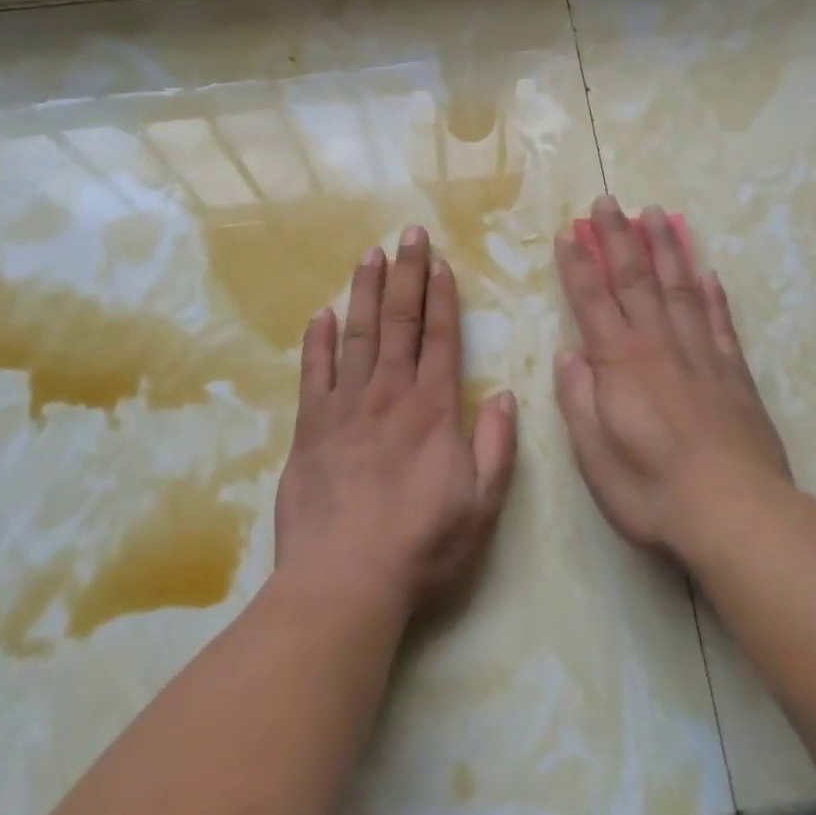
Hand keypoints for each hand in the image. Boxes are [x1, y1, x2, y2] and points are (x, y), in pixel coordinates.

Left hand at [274, 226, 518, 620]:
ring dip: (365, 291)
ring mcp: (345, 406)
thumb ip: (496, 446)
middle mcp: (389, 394)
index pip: (440, 337)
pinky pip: (314, 372)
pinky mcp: (310, 426)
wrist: (344, 581)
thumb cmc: (421, 545)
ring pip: (357, 334)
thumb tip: (505, 396)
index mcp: (432, 408)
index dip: (441, 296)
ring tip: (370, 254)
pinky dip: (318, 341)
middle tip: (408, 233)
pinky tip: (321, 314)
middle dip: (406, 273)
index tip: (440, 261)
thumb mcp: (482, 505)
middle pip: (399, 321)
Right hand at [553, 197, 791, 562]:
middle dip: (617, 236)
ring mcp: (701, 353)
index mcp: (620, 362)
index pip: (592, 300)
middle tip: (608, 200)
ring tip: (656, 213)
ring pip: (679, 286)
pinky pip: (720, 320)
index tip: (567, 233)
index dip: (577, 265)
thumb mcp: (595, 456)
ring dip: (665, 247)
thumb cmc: (652, 490)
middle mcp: (658, 344)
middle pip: (634, 278)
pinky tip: (706, 270)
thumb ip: (578, 399)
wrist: (736, 514)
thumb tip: (569, 354)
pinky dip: (712, 292)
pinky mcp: (734, 371)